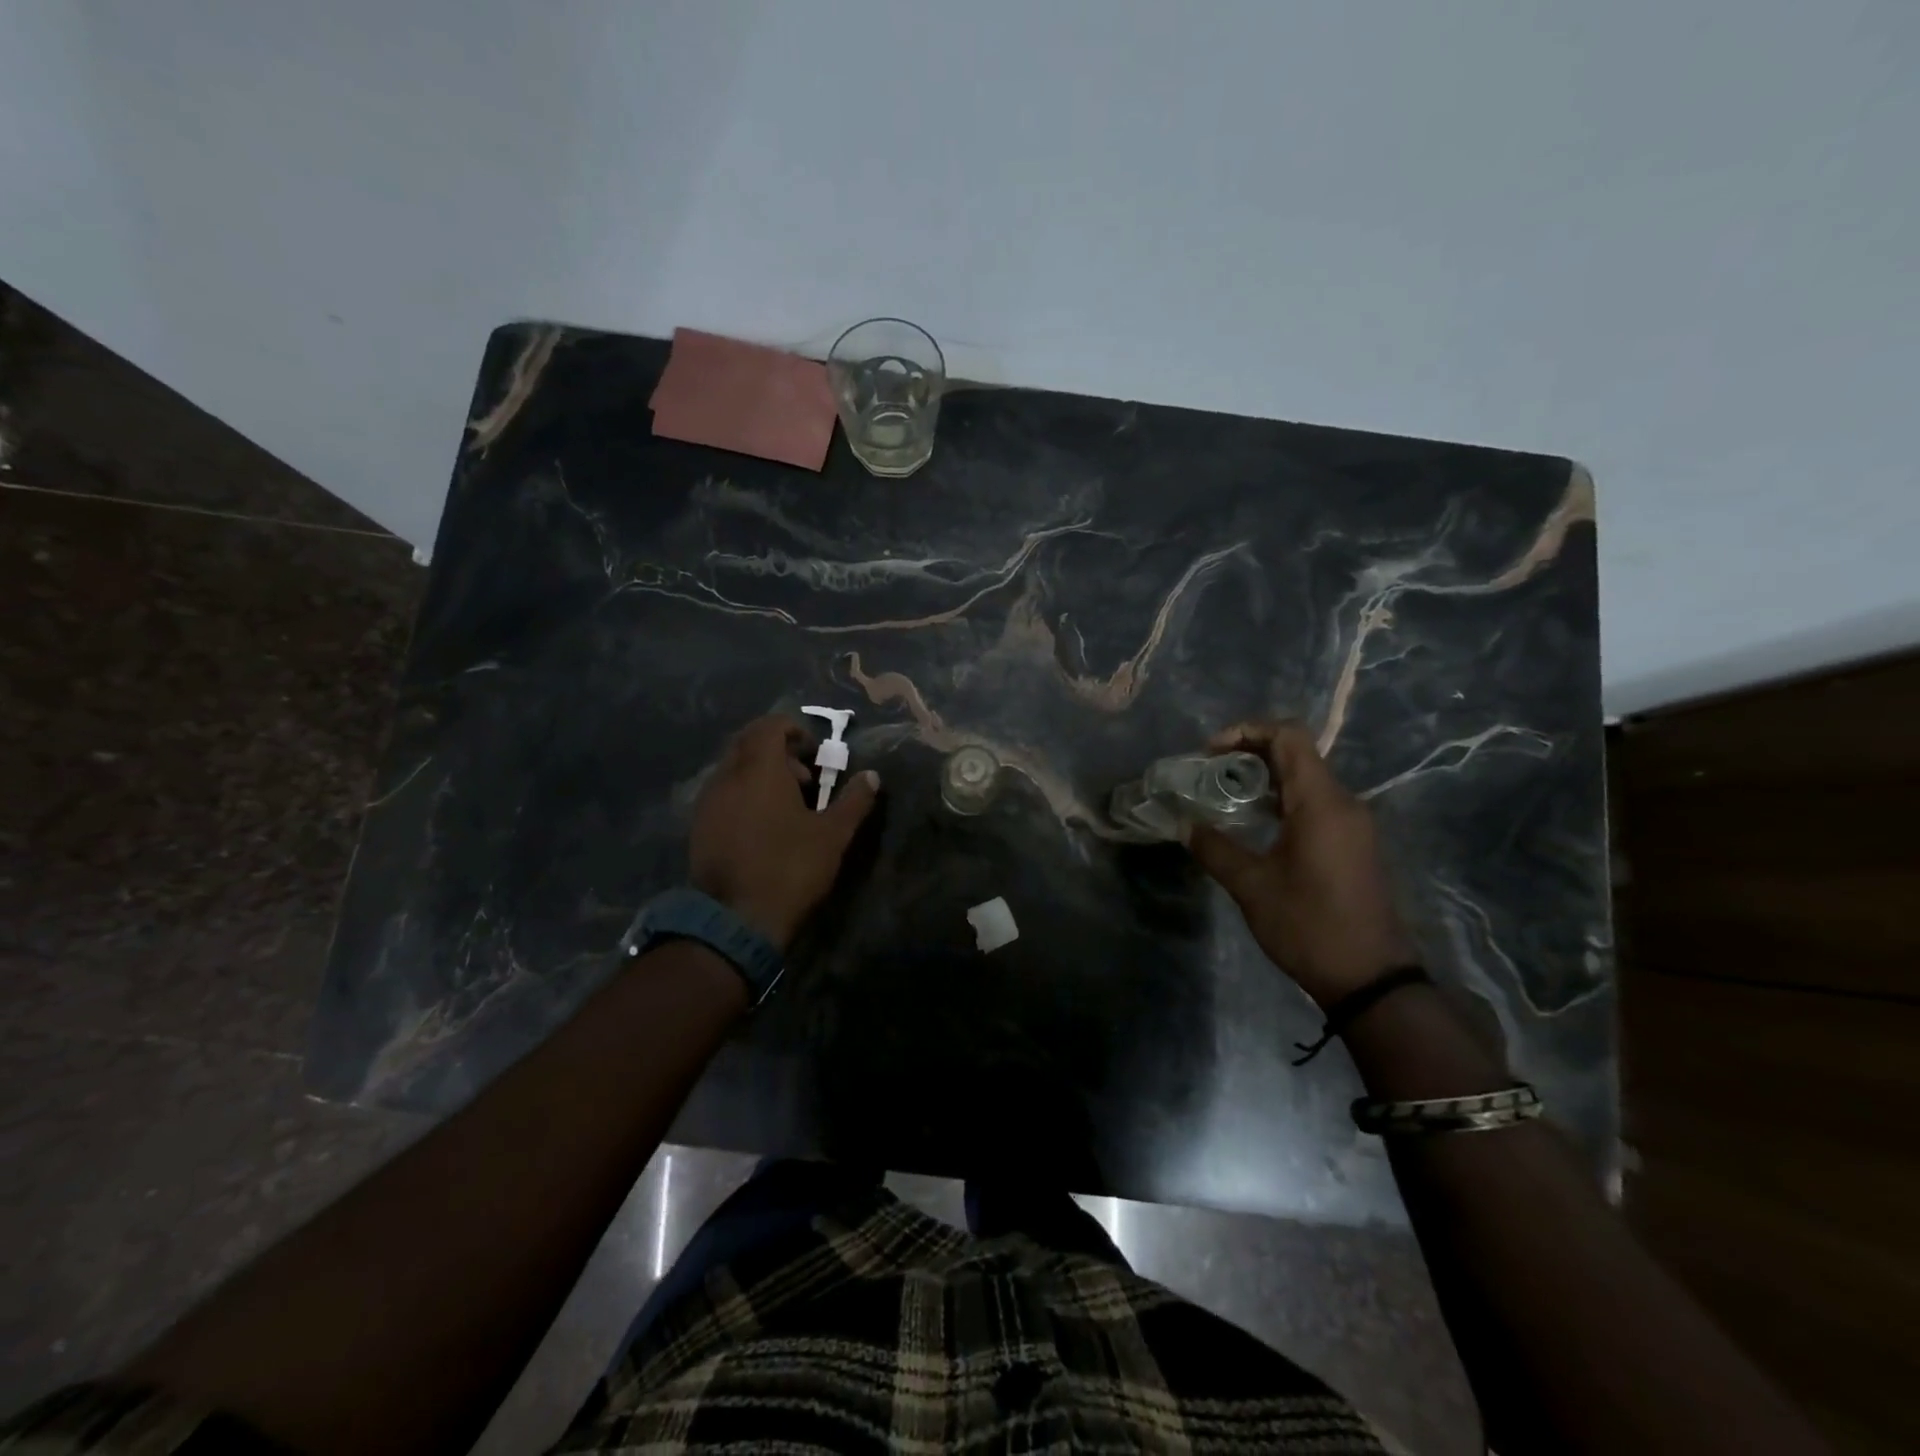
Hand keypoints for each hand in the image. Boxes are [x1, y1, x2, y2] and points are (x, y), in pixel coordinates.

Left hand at [689, 715, 878, 948]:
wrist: (736, 920)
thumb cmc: (790, 868)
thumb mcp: (833, 835)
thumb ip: (854, 801)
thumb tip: (871, 777)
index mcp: (759, 769)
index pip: (770, 726)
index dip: (795, 730)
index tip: (816, 752)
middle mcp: (727, 776)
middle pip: (748, 743)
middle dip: (779, 751)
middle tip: (805, 778)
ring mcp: (708, 801)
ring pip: (734, 768)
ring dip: (761, 773)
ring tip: (788, 805)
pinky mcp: (699, 826)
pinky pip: (724, 793)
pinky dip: (745, 794)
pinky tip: (764, 825)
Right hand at [1187, 721, 1416, 1007]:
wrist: (1371, 979)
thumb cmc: (1309, 926)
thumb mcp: (1251, 886)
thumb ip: (1214, 848)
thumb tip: (1182, 825)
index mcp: (1321, 803)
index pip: (1289, 737)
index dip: (1247, 731)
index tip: (1210, 752)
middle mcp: (1343, 803)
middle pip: (1297, 753)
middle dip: (1249, 753)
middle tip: (1208, 773)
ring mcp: (1353, 823)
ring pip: (1306, 778)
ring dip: (1264, 776)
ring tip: (1223, 794)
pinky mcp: (1354, 842)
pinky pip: (1315, 802)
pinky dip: (1282, 798)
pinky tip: (1254, 821)